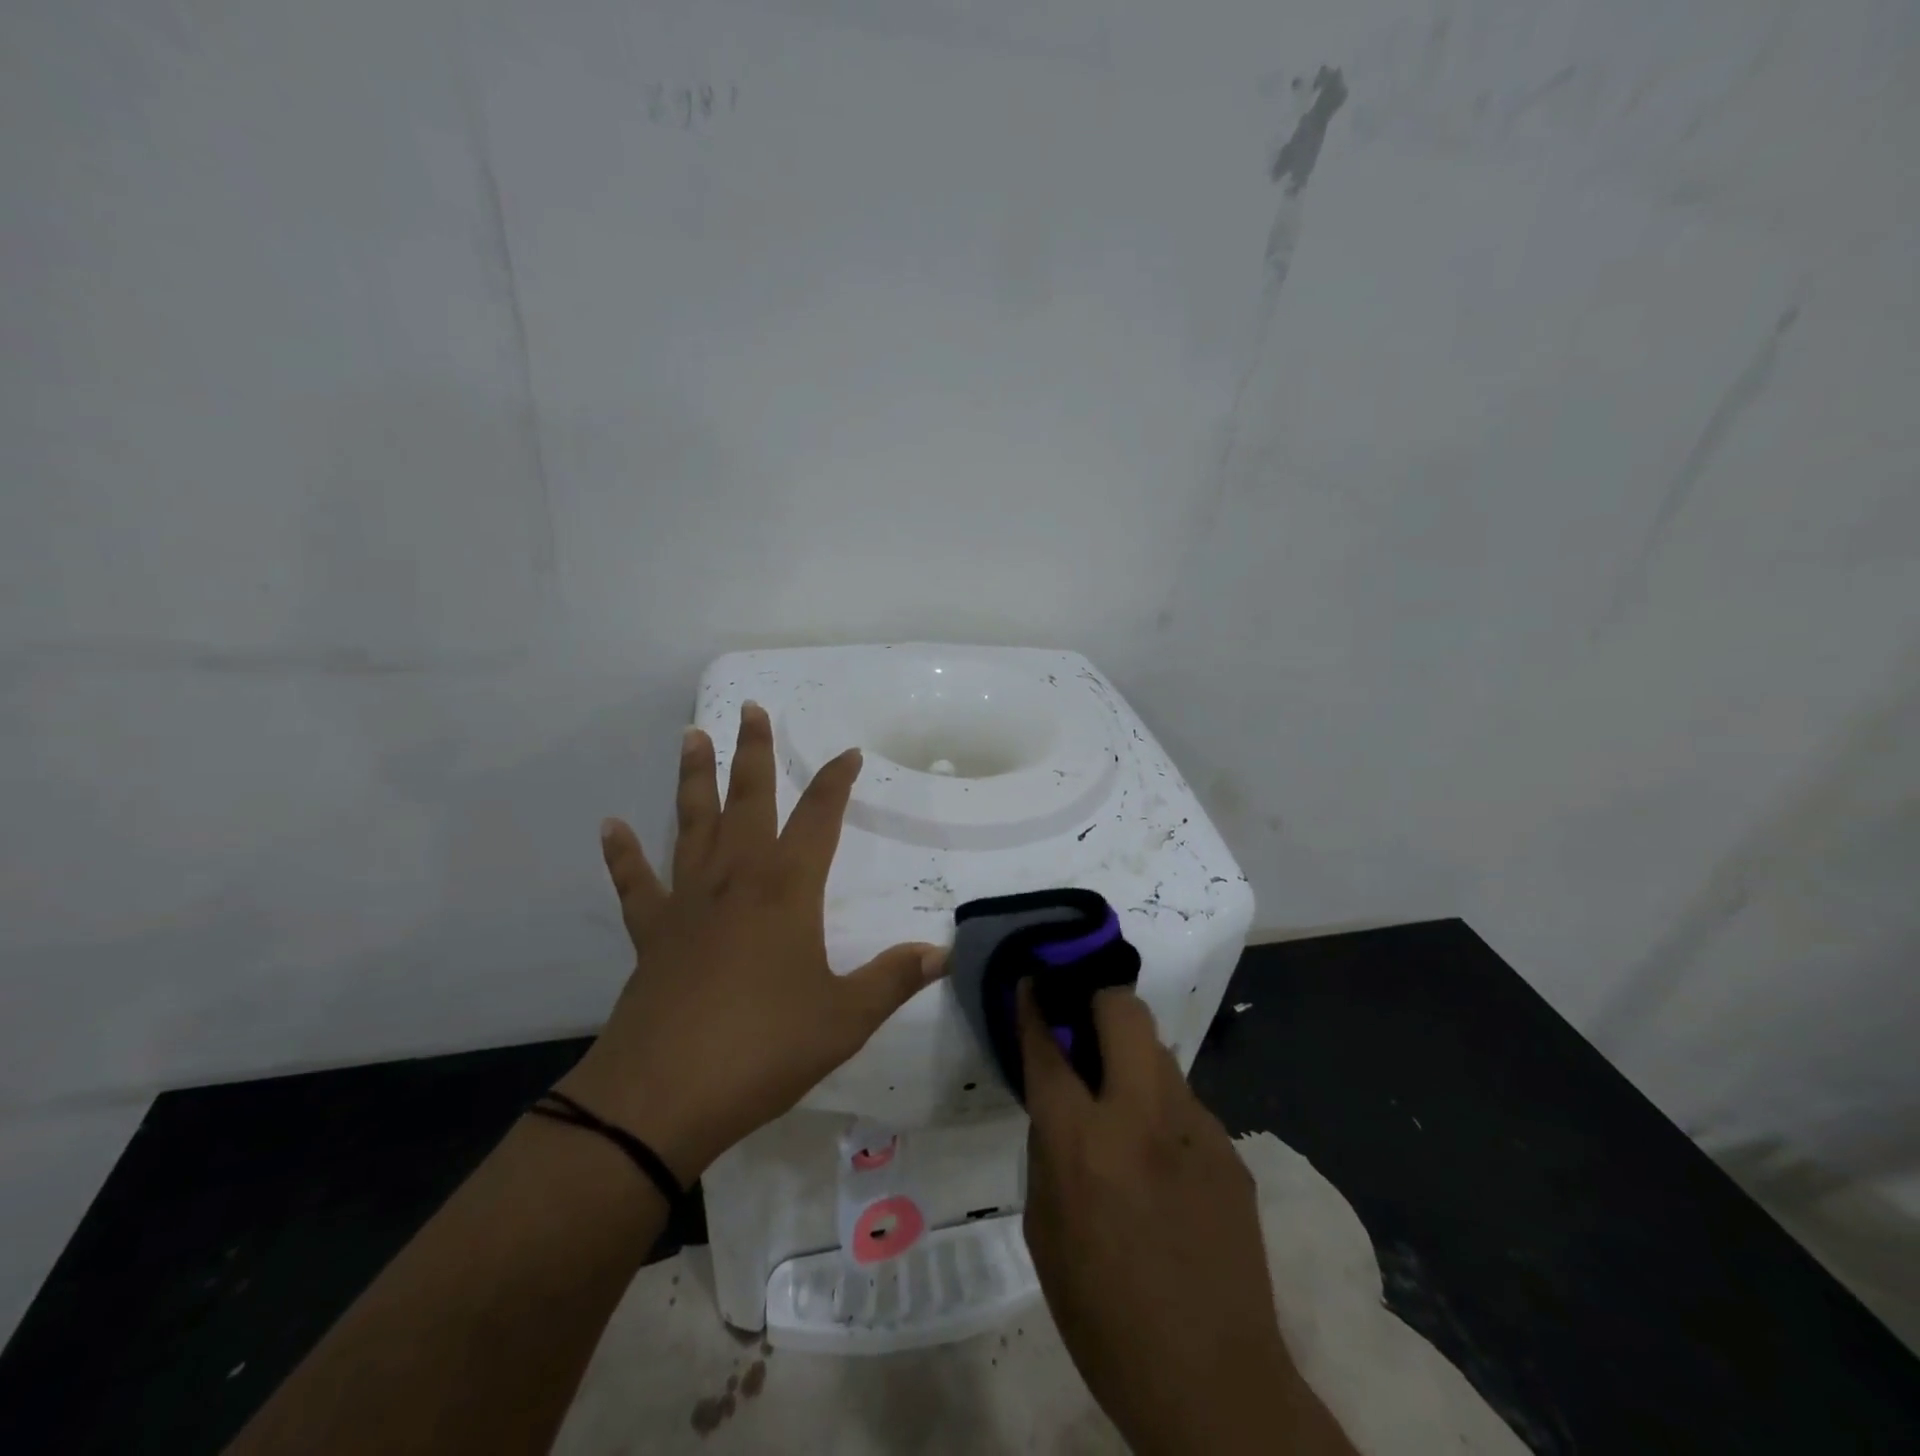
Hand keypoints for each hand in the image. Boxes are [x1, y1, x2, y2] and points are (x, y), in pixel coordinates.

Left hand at [558, 703, 944, 1183]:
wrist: (663, 1095)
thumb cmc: (764, 1048)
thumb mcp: (844, 1018)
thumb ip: (893, 979)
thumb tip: (941, 953)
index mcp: (787, 889)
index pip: (820, 818)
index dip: (836, 782)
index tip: (849, 753)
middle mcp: (736, 879)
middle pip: (748, 799)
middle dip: (754, 752)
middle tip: (751, 709)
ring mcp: (688, 902)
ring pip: (691, 823)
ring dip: (694, 778)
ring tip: (692, 736)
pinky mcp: (651, 933)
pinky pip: (636, 883)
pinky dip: (623, 854)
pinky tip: (611, 827)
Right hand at [1018, 984, 1353, 1455]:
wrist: (1215, 1385)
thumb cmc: (1105, 1317)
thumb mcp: (1045, 1232)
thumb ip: (1048, 1149)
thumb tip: (1058, 1100)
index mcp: (1083, 1144)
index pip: (1051, 1047)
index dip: (1035, 1006)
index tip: (1031, 981)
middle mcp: (1142, 1117)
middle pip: (1122, 1010)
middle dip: (1096, 998)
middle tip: (1081, 1023)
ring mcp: (1195, 1128)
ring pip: (1158, 1050)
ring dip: (1130, 1054)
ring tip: (1119, 1095)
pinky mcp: (1230, 1150)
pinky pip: (1184, 1102)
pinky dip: (1160, 1105)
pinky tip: (1159, 1155)